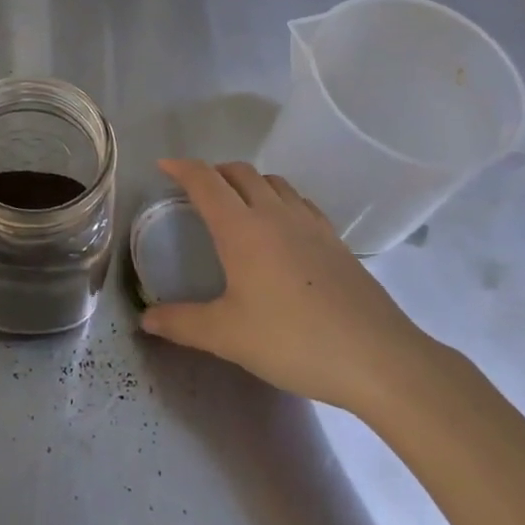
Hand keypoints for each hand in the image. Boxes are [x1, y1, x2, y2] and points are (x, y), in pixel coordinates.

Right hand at [140, 159, 440, 418]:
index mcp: (242, 228)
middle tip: (196, 190)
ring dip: (248, 182)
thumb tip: (145, 319)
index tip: (164, 166)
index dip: (181, 168)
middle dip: (213, 172)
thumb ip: (182, 324)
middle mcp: (274, 213)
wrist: (379, 358)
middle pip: (239, 172)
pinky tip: (282, 228)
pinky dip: (279, 199)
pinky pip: (300, 202)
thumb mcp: (228, 336)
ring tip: (237, 204)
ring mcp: (310, 224)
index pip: (205, 181)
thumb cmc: (294, 341)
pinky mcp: (336, 241)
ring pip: (273, 182)